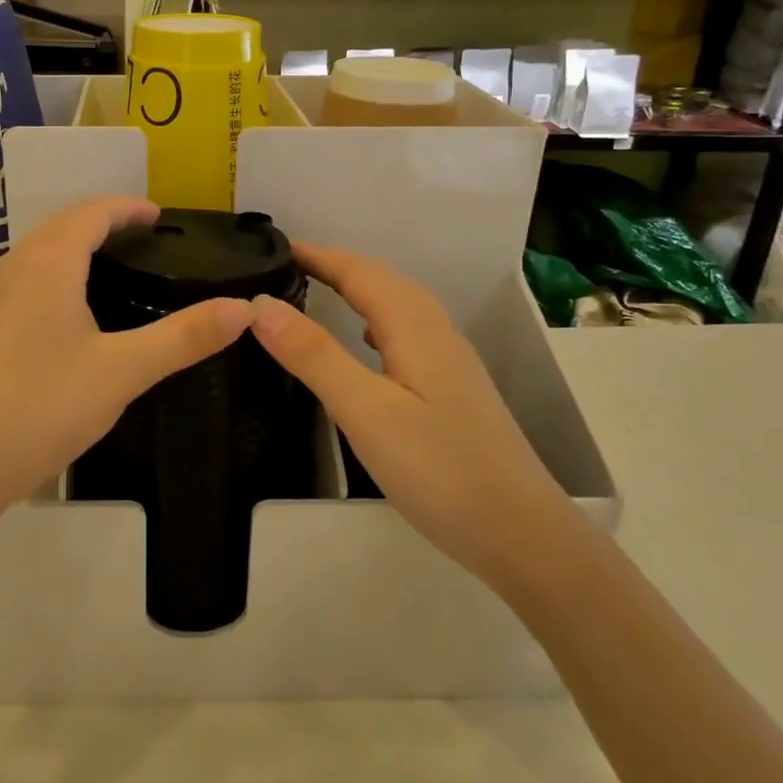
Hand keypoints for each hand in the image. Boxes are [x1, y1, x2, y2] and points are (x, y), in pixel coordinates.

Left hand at [0, 196, 253, 526]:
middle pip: (60, 226)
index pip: (91, 212)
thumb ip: (184, 338)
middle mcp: (10, 268)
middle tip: (144, 242)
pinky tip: (67, 316)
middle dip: (103, 223)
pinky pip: (20, 281)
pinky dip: (52, 276)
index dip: (128, 207)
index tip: (159, 217)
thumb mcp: (122, 372)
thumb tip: (243, 309)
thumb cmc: (40, 408)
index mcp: (46, 264)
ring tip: (112, 272)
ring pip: (36, 254)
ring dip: (73, 248)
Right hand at [249, 242, 565, 585]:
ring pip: (397, 307)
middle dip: (334, 265)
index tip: (273, 247)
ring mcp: (450, 362)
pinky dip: (374, 321)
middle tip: (284, 267)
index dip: (317, 254)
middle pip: (382, 281)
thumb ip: (314, 355)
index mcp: (415, 327)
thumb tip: (260, 303)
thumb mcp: (366, 412)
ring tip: (315, 293)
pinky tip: (364, 346)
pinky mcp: (452, 389)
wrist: (522, 535)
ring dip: (356, 290)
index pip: (359, 271)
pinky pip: (405, 333)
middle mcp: (436, 332)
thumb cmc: (440, 470)